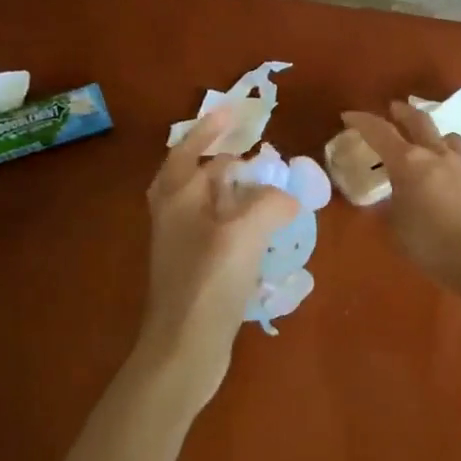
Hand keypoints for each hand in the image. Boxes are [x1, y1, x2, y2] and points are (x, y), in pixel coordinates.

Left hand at [139, 109, 300, 405]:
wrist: (183, 349)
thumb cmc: (208, 283)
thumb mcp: (244, 233)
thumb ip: (270, 203)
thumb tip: (285, 197)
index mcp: (178, 198)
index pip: (189, 150)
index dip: (211, 128)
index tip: (235, 111)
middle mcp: (175, 217)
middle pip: (196, 176)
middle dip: (226, 161)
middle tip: (257, 153)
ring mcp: (183, 246)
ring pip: (209, 205)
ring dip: (235, 192)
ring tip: (268, 189)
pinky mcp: (196, 270)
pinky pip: (220, 231)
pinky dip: (241, 222)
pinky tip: (265, 232)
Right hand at [343, 103, 460, 285]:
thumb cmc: (430, 243)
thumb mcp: (396, 228)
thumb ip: (388, 208)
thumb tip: (384, 200)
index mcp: (408, 162)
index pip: (380, 132)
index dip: (362, 121)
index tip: (349, 116)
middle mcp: (436, 154)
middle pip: (418, 120)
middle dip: (402, 112)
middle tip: (393, 109)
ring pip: (447, 136)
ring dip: (433, 134)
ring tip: (428, 141)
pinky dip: (451, 157)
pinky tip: (450, 172)